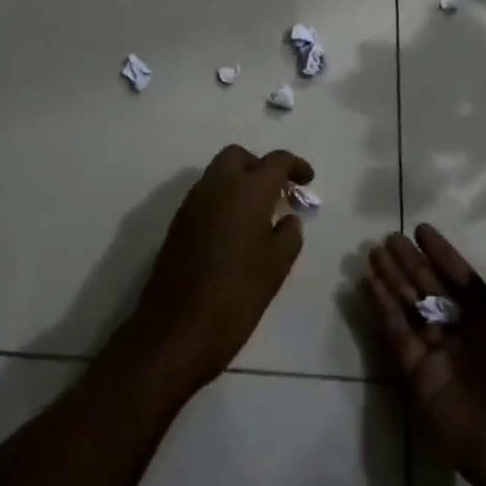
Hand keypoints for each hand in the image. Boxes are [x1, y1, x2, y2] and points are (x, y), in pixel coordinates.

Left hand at [121, 145, 312, 393]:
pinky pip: (205, 196)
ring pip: (218, 174)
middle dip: (260, 166)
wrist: (178, 329)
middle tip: (278, 192)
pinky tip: (234, 230)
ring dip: (239, 182)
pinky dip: (223, 199)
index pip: (275, 161)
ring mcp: (192, 202)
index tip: (307, 180)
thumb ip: (289, 234)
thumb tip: (288, 218)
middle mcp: (217, 185)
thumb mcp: (276, 266)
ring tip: (258, 213)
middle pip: (239, 156)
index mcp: (247, 190)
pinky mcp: (178, 222)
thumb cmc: (237, 295)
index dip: (295, 166)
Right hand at [364, 226, 485, 485]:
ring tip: (373, 254)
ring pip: (410, 308)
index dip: (442, 254)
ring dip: (392, 281)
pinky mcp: (418, 378)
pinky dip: (382, 310)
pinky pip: (397, 337)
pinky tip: (370, 284)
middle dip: (411, 264)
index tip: (421, 230)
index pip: (462, 279)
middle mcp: (465, 334)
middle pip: (431, 290)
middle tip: (388, 238)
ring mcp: (440, 356)